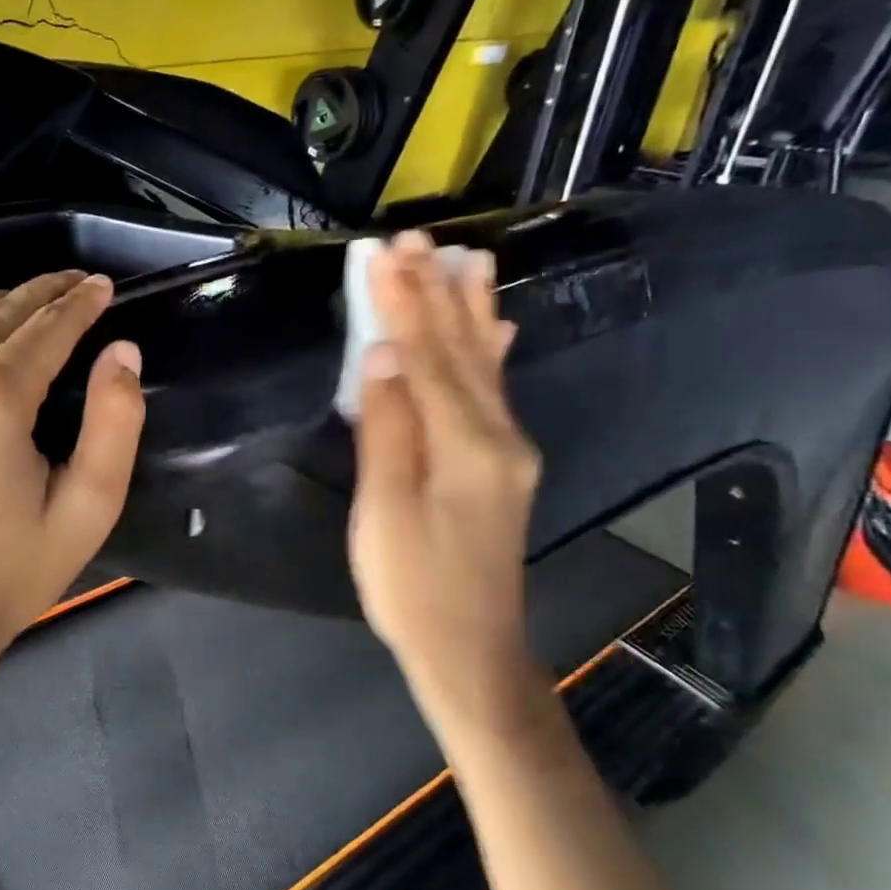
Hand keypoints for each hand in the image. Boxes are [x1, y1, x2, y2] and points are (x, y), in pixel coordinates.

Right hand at [348, 230, 542, 722]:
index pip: (426, 357)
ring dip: (468, 309)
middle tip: (416, 239)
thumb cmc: (413, 587)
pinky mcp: (504, 464)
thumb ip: (387, 431)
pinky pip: (494, 389)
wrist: (472, 650)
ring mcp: (508, 449)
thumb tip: (382, 359)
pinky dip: (489, 350)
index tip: (383, 253)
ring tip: (465, 260)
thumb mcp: (385, 513)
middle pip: (460, 350)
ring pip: (483, 364)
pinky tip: (497, 327)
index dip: (402, 304)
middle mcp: (498, 435)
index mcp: (465, 445)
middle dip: (434, 292)